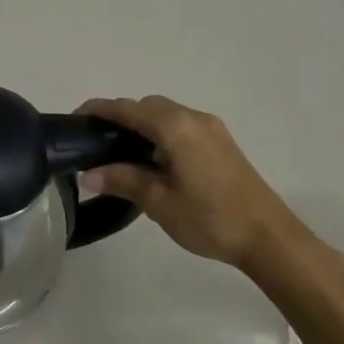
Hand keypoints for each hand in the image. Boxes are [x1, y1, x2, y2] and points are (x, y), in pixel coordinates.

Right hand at [76, 96, 323, 285]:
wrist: (269, 237)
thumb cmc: (210, 218)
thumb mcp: (158, 202)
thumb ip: (122, 180)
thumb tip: (87, 174)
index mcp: (175, 127)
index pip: (127, 108)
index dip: (98, 110)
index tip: (74, 120)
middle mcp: (193, 118)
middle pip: (146, 106)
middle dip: (120, 118)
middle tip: (97, 145)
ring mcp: (211, 129)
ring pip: (166, 115)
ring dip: (142, 126)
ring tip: (121, 157)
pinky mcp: (221, 143)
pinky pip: (181, 126)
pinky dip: (161, 134)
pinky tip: (154, 163)